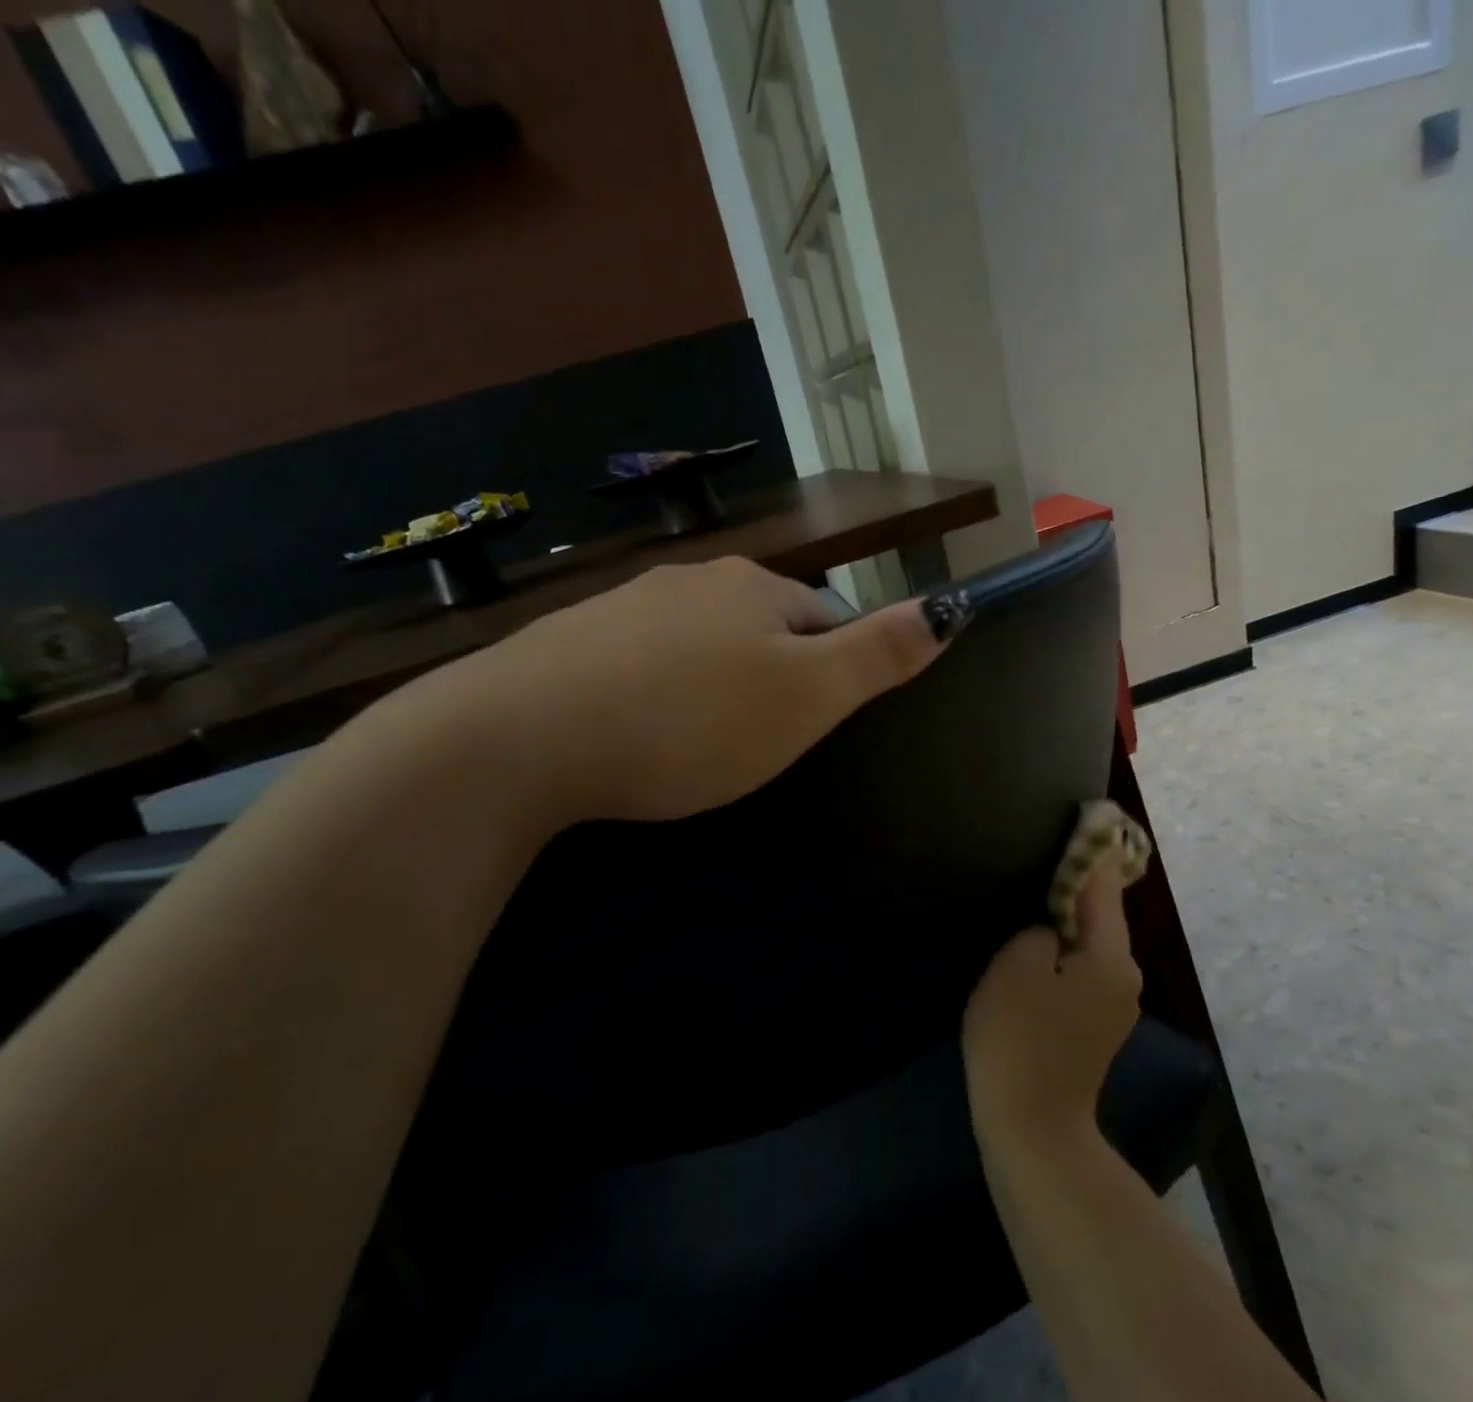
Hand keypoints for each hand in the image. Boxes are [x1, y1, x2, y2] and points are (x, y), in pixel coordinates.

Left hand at [428, 556, 945, 825]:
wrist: (521, 736)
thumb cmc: (689, 720)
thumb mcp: (806, 697)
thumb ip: (880, 654)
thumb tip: (950, 608)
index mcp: (754, 588)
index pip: (822, 621)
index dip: (829, 676)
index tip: (812, 729)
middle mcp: (691, 581)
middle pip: (759, 630)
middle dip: (769, 681)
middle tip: (756, 746)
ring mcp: (624, 607)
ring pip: (697, 647)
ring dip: (710, 688)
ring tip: (697, 748)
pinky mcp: (572, 642)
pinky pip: (639, 667)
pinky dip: (654, 696)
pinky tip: (637, 735)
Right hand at [962, 864, 1141, 1143]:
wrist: (1032, 1128)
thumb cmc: (1019, 1038)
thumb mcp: (1017, 966)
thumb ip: (1039, 931)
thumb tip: (1052, 931)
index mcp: (1111, 956)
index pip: (1103, 886)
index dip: (1092, 849)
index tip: (1089, 813)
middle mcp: (1124, 977)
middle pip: (1099, 916)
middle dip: (1073, 889)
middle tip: (1040, 861)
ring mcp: (1114, 1007)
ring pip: (1089, 947)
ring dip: (1065, 925)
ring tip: (1031, 904)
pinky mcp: (1096, 1030)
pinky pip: (1081, 974)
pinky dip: (1063, 957)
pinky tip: (1036, 957)